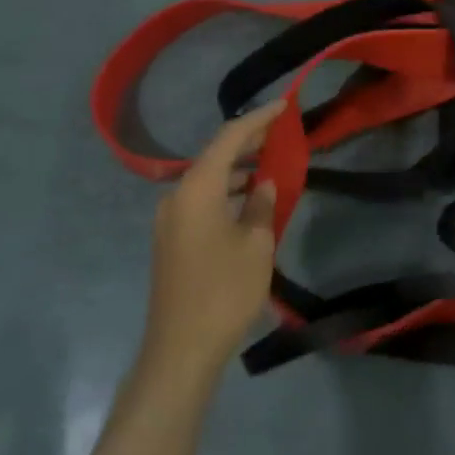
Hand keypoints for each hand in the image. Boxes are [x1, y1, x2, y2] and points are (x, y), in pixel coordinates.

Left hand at [141, 101, 285, 382]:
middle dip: (248, 142)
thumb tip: (262, 183)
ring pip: (208, 180)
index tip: (284, 105)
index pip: (229, 138)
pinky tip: (249, 200)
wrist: (181, 348)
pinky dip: (226, 192)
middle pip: (215, 156)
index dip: (258, 119)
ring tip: (271, 163)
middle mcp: (176, 196)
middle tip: (281, 132)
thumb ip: (262, 206)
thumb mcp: (256, 245)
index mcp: (196, 190)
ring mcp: (170, 220)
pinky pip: (201, 201)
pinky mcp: (172, 240)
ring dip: (238, 169)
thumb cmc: (224, 291)